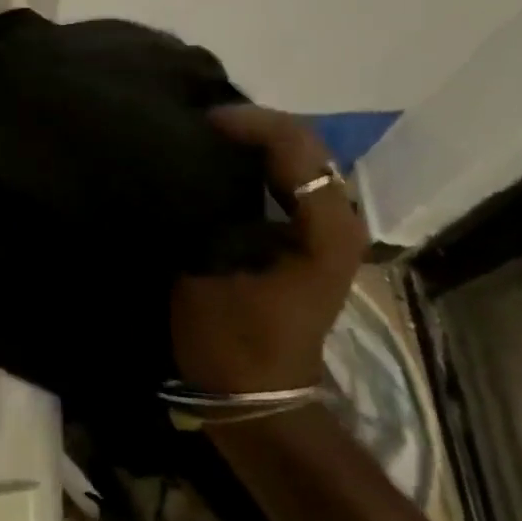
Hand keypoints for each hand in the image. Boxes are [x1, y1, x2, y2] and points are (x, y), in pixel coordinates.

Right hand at [172, 106, 369, 395]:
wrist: (258, 398)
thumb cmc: (231, 341)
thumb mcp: (205, 272)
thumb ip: (202, 212)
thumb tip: (182, 165)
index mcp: (324, 226)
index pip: (294, 145)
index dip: (246, 123)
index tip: (198, 123)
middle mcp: (339, 219)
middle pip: (303, 145)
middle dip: (252, 127)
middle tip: (198, 125)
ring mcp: (329, 229)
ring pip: (298, 161)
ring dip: (255, 145)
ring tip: (206, 140)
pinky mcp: (311, 240)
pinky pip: (289, 182)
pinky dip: (258, 167)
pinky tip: (221, 170)